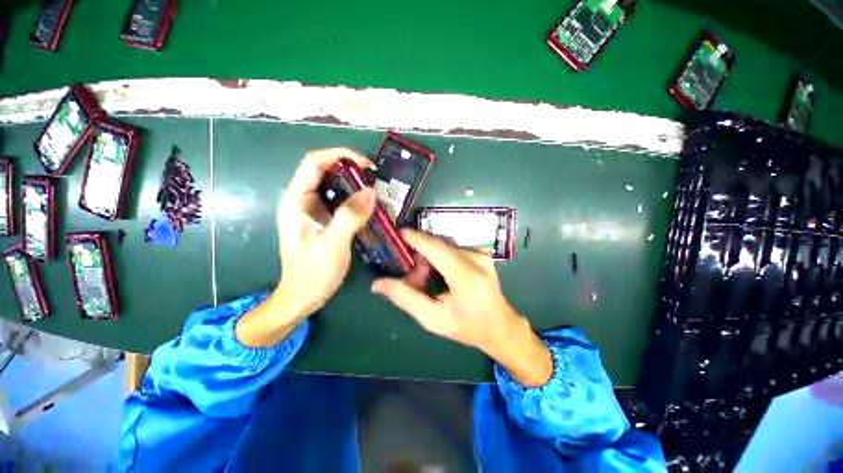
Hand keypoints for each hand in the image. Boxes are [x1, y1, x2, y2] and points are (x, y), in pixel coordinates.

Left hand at [236, 148, 374, 347]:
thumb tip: (371, 191)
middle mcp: (304, 200)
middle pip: (326, 171)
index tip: (367, 165)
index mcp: (296, 201)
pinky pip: (343, 202)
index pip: (314, 163)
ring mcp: (315, 210)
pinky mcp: (326, 220)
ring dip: (357, 186)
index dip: (340, 155)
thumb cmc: (312, 273)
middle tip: (376, 180)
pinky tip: (371, 209)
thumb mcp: (331, 245)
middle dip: (352, 170)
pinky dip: (358, 201)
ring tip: (377, 194)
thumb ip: (349, 216)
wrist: (304, 297)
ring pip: (336, 186)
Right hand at [372, 230, 553, 385]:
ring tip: (426, 280)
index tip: (395, 234)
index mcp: (466, 275)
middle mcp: (475, 258)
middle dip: (419, 255)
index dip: (413, 237)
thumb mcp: (433, 319)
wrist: (501, 326)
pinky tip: (441, 275)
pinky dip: (441, 257)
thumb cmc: (467, 327)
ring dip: (430, 257)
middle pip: (437, 245)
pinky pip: (453, 248)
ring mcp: (481, 253)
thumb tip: (377, 284)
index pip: (434, 247)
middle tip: (412, 278)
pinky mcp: (482, 253)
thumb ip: (405, 298)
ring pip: (444, 245)